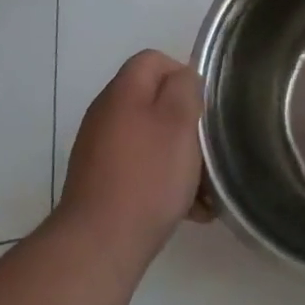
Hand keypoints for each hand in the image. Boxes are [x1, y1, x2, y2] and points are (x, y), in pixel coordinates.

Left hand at [56, 50, 206, 273]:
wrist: (99, 244)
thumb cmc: (147, 176)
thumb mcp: (178, 122)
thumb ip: (184, 88)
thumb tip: (183, 77)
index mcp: (122, 92)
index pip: (153, 60)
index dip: (183, 75)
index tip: (203, 107)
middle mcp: (106, 114)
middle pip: (154, 101)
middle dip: (185, 123)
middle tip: (206, 149)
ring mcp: (99, 150)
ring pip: (150, 138)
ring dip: (179, 157)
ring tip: (202, 188)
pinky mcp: (101, 182)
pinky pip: (140, 168)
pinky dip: (162, 181)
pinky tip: (187, 210)